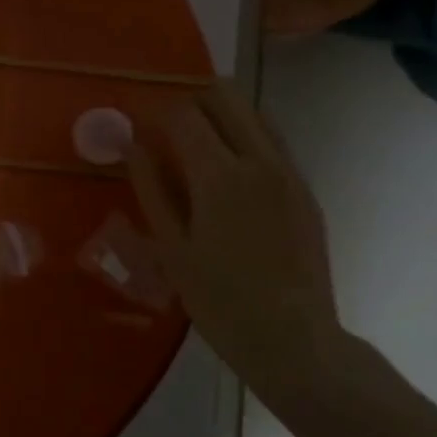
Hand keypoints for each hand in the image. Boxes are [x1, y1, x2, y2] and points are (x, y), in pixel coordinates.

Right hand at [125, 81, 342, 387]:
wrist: (294, 340)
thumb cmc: (219, 299)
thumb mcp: (171, 247)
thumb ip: (151, 187)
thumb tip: (132, 143)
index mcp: (220, 176)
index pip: (184, 114)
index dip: (155, 111)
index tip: (137, 122)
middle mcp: (259, 161)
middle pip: (226, 97)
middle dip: (191, 99)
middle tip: (166, 126)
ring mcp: (289, 173)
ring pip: (254, 113)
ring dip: (221, 114)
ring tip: (195, 142)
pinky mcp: (305, 189)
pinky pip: (272, 141)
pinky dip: (245, 135)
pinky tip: (226, 169)